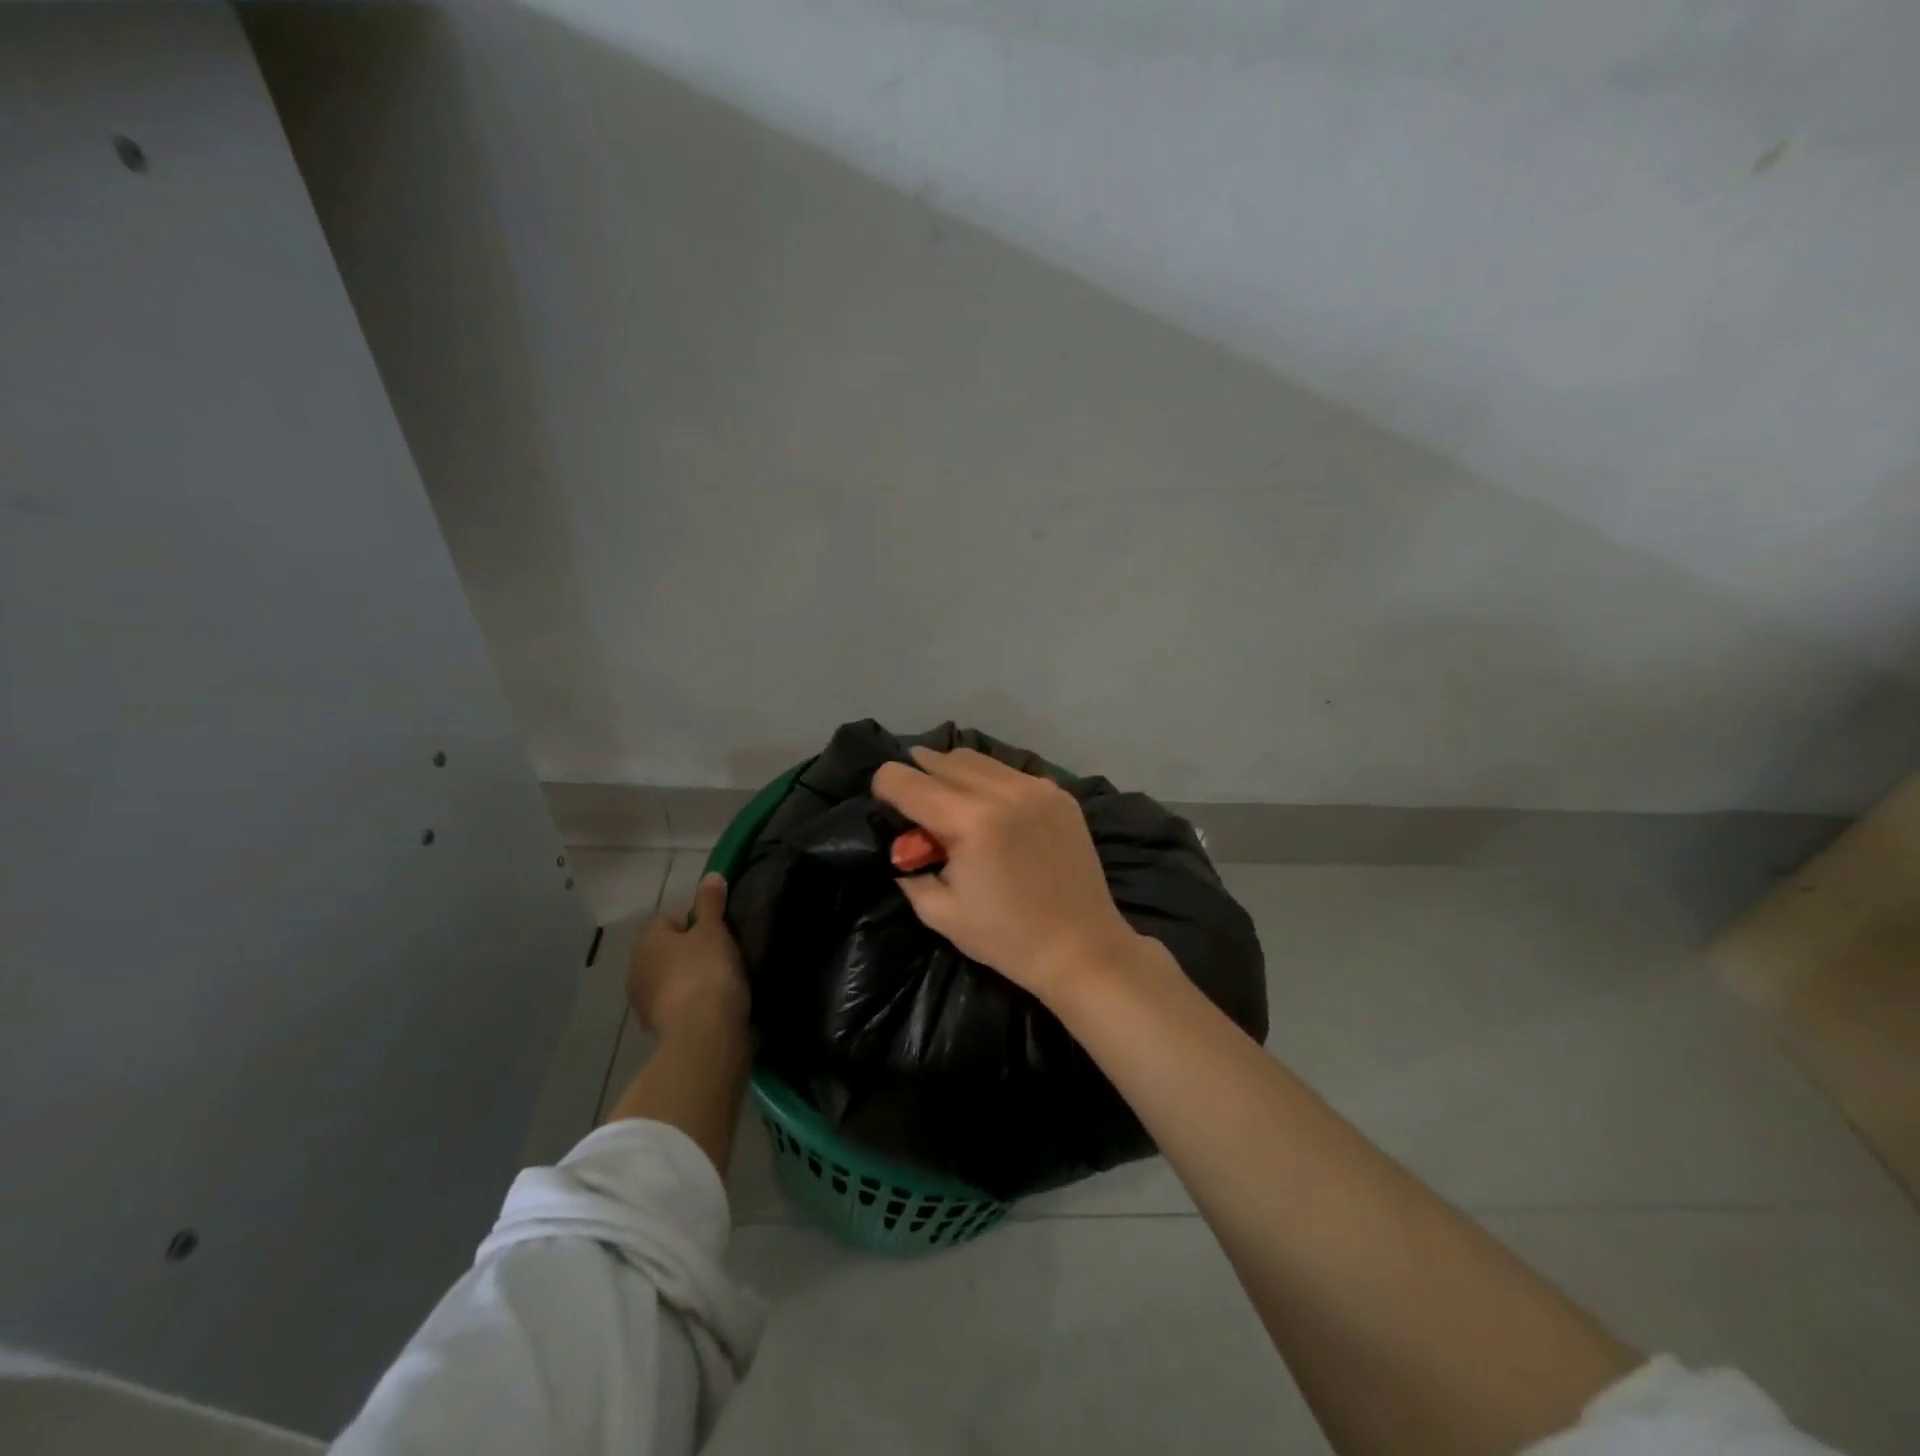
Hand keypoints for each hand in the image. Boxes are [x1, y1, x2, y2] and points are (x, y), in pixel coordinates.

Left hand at [626, 873, 748, 1036]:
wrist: (703, 1032)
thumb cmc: (707, 971)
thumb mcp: (714, 930)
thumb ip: (711, 902)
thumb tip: (711, 875)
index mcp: (647, 939)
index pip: (669, 919)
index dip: (695, 922)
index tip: (718, 932)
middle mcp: (636, 968)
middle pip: (666, 950)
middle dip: (688, 951)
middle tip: (720, 955)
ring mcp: (642, 1001)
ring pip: (668, 978)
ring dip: (686, 978)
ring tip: (718, 982)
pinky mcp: (654, 1028)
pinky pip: (673, 1004)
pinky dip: (688, 1003)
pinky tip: (711, 1006)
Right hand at [872, 747, 1145, 1004]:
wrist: (1082, 947)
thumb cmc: (1007, 938)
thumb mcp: (940, 913)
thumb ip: (911, 870)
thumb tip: (903, 847)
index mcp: (970, 821)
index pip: (908, 781)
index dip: (884, 786)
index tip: (882, 802)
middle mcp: (1004, 791)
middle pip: (941, 759)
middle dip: (918, 776)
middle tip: (914, 806)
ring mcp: (1036, 788)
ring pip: (976, 759)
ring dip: (952, 773)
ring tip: (948, 803)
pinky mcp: (1059, 794)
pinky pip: (1009, 771)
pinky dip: (988, 781)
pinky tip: (989, 810)